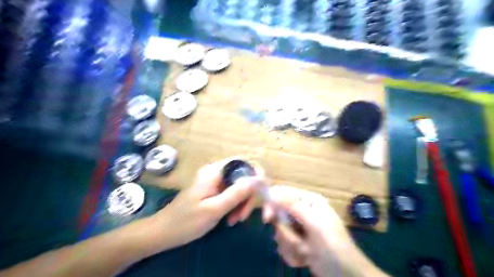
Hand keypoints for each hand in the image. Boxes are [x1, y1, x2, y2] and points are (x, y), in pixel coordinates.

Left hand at [151, 159, 261, 249]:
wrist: (164, 232)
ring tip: (234, 220)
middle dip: (248, 195)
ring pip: (239, 187)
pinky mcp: (215, 191)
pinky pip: (232, 194)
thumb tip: (259, 179)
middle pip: (243, 176)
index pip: (243, 162)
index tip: (262, 192)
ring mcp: (216, 182)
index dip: (256, 173)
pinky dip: (235, 206)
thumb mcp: (214, 209)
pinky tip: (230, 219)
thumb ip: (237, 193)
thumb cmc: (186, 221)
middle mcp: (217, 172)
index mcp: (215, 171)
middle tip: (242, 216)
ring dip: (242, 203)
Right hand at [264, 185, 387, 276]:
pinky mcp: (297, 241)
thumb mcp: (313, 223)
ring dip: (290, 245)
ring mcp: (299, 227)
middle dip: (286, 232)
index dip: (272, 204)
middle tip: (296, 242)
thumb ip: (292, 206)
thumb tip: (272, 192)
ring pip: (280, 232)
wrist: (345, 275)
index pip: (282, 194)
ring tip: (306, 252)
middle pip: (278, 215)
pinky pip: (283, 244)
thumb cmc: (332, 245)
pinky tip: (304, 258)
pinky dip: (292, 254)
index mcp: (308, 200)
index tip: (268, 219)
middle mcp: (302, 211)